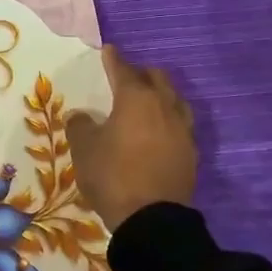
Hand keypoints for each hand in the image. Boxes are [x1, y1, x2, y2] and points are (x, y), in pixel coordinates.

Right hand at [65, 45, 197, 230]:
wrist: (151, 219)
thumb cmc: (112, 175)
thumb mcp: (83, 148)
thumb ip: (80, 126)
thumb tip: (81, 116)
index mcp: (136, 99)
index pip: (123, 70)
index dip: (113, 60)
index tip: (108, 51)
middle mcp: (164, 107)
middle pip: (157, 78)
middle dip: (141, 73)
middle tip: (126, 77)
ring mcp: (182, 130)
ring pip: (174, 100)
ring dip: (160, 95)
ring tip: (147, 102)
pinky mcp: (191, 153)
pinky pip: (179, 125)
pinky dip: (167, 120)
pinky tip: (158, 131)